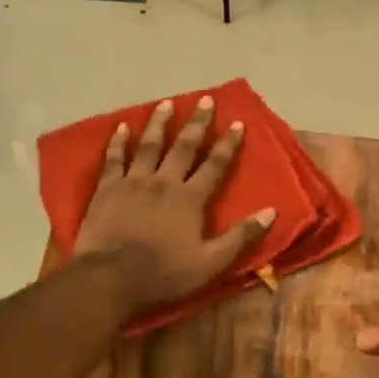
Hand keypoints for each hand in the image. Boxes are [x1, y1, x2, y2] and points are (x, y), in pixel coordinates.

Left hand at [72, 96, 276, 310]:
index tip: (237, 123)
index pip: (215, 166)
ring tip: (167, 103)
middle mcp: (164, 182)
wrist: (111, 278)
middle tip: (205, 100)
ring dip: (159, 123)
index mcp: (190, 199)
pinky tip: (121, 127)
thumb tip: (271, 212)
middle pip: (183, 147)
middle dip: (197, 123)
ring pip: (149, 146)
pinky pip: (114, 159)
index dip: (227, 145)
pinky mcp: (107, 189)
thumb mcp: (211, 263)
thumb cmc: (164, 274)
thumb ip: (241, 236)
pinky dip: (118, 142)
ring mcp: (133, 182)